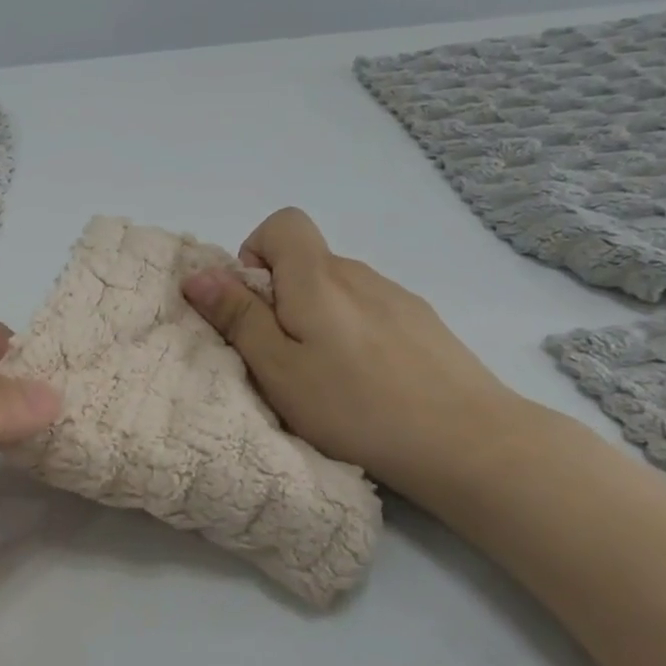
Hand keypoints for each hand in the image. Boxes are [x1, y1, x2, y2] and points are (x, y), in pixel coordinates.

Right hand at [181, 207, 522, 498]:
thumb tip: (199, 274)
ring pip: (338, 292)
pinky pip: (370, 312)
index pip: (282, 223)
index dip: (255, 254)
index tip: (254, 307)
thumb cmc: (354, 406)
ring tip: (327, 379)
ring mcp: (398, 297)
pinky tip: (368, 383)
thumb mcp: (277, 369)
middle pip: (306, 263)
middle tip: (282, 360)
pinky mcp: (424, 324)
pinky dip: (353, 335)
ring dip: (318, 321)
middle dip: (280, 300)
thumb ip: (238, 317)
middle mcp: (359, 273)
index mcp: (318, 277)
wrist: (467, 442)